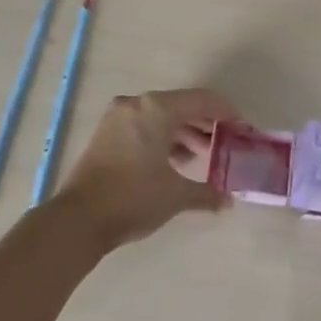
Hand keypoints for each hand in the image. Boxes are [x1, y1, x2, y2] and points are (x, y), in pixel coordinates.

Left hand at [54, 89, 230, 248]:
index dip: (227, 113)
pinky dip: (163, 139)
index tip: (243, 130)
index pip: (202, 100)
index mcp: (157, 108)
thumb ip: (207, 192)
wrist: (77, 220)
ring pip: (162, 117)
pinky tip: (176, 162)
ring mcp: (118, 117)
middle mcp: (137, 104)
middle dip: (206, 125)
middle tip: (226, 145)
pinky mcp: (107, 133)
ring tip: (204, 158)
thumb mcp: (176, 195)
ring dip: (185, 133)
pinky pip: (145, 126)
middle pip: (182, 106)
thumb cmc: (133, 198)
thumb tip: (228, 200)